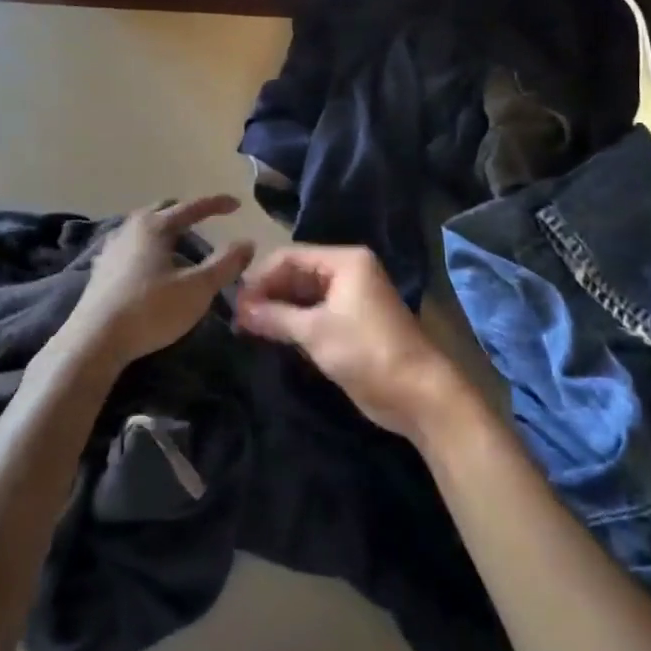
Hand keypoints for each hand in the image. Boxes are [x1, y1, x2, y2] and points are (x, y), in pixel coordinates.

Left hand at [62, 196, 254, 368]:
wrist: (95, 341)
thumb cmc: (150, 310)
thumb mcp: (198, 289)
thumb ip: (225, 264)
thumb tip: (247, 243)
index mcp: (155, 226)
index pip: (191, 207)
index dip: (216, 204)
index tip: (237, 205)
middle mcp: (130, 228)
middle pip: (162, 211)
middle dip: (186, 212)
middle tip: (205, 221)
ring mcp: (112, 248)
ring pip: (143, 227)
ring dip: (164, 229)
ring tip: (179, 243)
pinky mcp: (101, 269)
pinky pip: (130, 245)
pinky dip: (147, 247)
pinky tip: (150, 264)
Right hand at [236, 245, 468, 441]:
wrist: (417, 394)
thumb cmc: (366, 351)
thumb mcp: (315, 332)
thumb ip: (274, 316)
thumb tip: (238, 310)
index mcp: (345, 261)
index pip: (290, 256)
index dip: (260, 276)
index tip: (234, 301)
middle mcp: (347, 272)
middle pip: (296, 274)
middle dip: (267, 293)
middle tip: (236, 317)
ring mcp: (350, 299)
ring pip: (303, 295)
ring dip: (277, 309)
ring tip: (246, 327)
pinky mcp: (349, 324)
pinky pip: (313, 314)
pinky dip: (292, 322)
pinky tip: (269, 334)